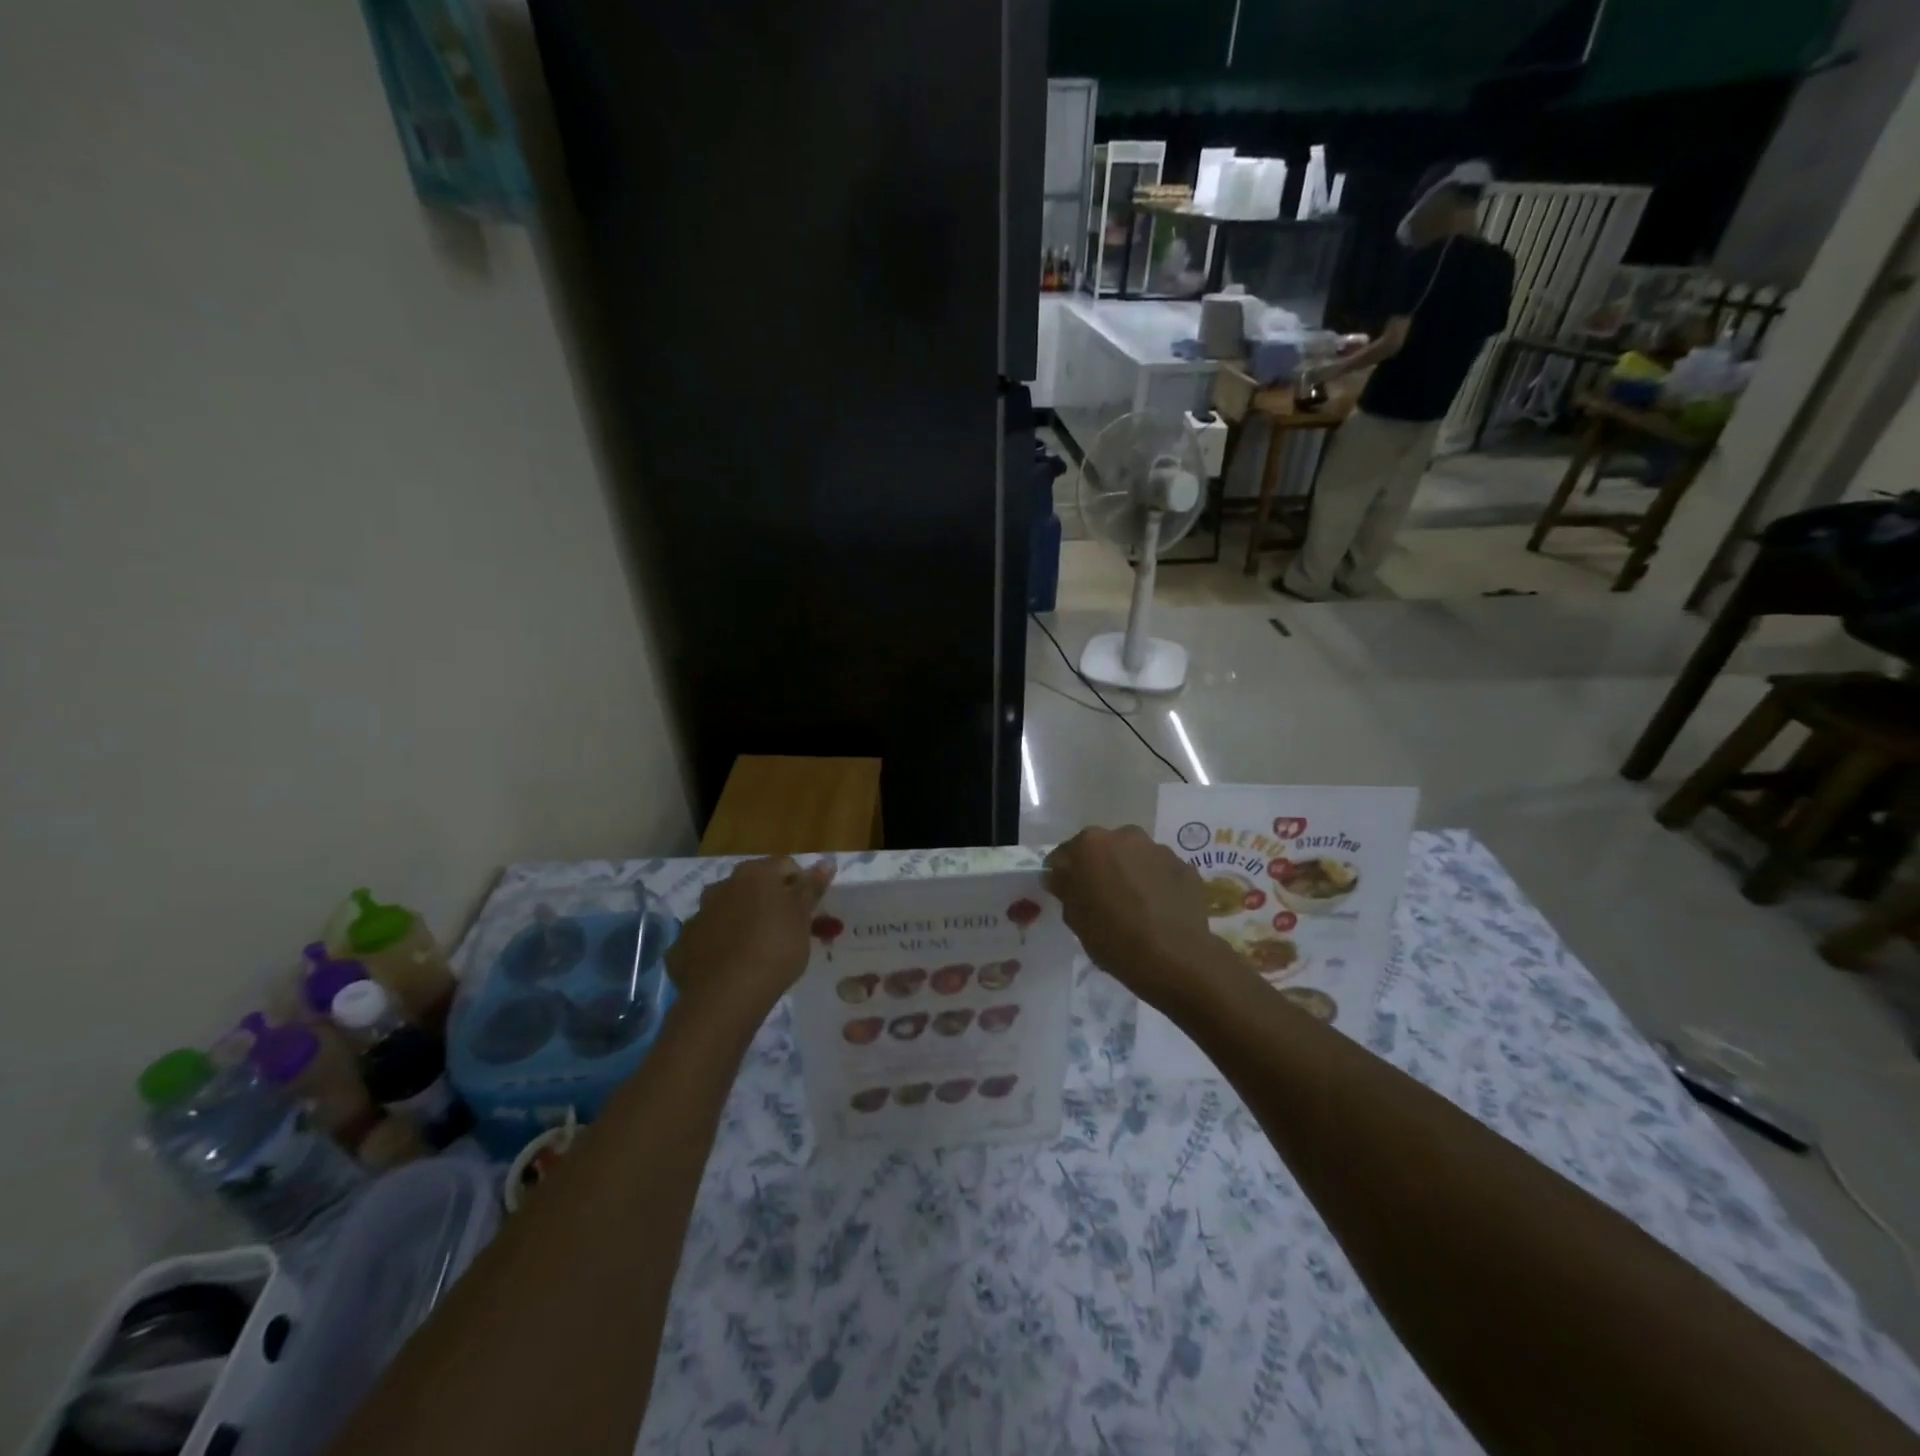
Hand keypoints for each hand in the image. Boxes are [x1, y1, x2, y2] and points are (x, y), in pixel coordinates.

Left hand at [667, 856, 834, 1019]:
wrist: (727, 996)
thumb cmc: (775, 949)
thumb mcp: (802, 918)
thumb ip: (811, 887)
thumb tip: (825, 862)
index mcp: (754, 874)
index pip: (784, 866)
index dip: (800, 884)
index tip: (809, 909)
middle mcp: (722, 887)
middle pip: (751, 886)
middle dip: (767, 900)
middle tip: (784, 928)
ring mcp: (698, 916)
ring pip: (725, 911)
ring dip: (740, 921)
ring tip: (756, 949)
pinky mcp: (681, 946)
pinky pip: (706, 939)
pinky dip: (718, 946)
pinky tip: (730, 967)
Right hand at [1045, 826, 1238, 1010]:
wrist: (1174, 957)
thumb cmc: (1113, 937)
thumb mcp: (1074, 917)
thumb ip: (1064, 887)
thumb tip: (1059, 875)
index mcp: (1091, 844)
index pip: (1066, 854)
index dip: (1064, 873)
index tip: (1067, 893)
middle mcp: (1125, 835)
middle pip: (1104, 849)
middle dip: (1101, 867)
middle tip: (1102, 898)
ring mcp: (1159, 849)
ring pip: (1135, 857)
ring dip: (1130, 873)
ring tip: (1135, 905)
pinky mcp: (1185, 867)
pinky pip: (1160, 871)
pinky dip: (1156, 883)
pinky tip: (1158, 910)